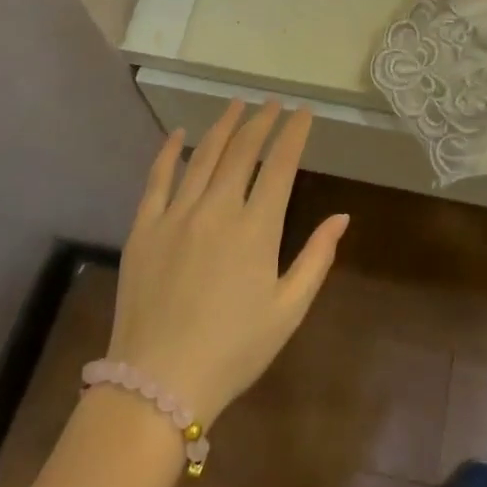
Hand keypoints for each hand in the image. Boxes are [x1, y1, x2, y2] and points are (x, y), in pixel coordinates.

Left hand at [107, 101, 347, 424]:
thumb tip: (342, 216)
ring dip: (223, 126)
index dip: (294, 134)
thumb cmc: (233, 350)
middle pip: (242, 151)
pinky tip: (179, 133)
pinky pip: (157, 178)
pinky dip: (169, 151)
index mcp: (256, 229)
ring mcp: (176, 215)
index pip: (281, 165)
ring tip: (237, 105)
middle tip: (272, 103)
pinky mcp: (144, 227)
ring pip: (203, 155)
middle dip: (261, 121)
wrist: (157, 383)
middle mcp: (217, 209)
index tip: (303, 112)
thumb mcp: (288, 310)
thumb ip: (316, 259)